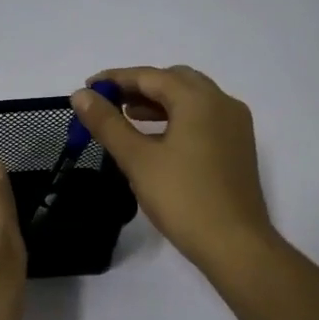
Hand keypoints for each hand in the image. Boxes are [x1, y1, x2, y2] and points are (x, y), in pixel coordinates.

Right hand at [69, 65, 276, 273]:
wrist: (235, 243)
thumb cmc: (182, 198)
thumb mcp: (137, 159)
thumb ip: (107, 123)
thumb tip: (81, 95)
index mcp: (199, 100)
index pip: (151, 76)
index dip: (116, 79)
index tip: (88, 88)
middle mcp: (222, 103)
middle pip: (175, 81)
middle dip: (140, 86)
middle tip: (109, 103)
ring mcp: (235, 125)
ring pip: (192, 100)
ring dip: (159, 102)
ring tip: (127, 117)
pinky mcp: (238, 147)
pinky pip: (203, 118)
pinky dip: (177, 118)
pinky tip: (157, 140)